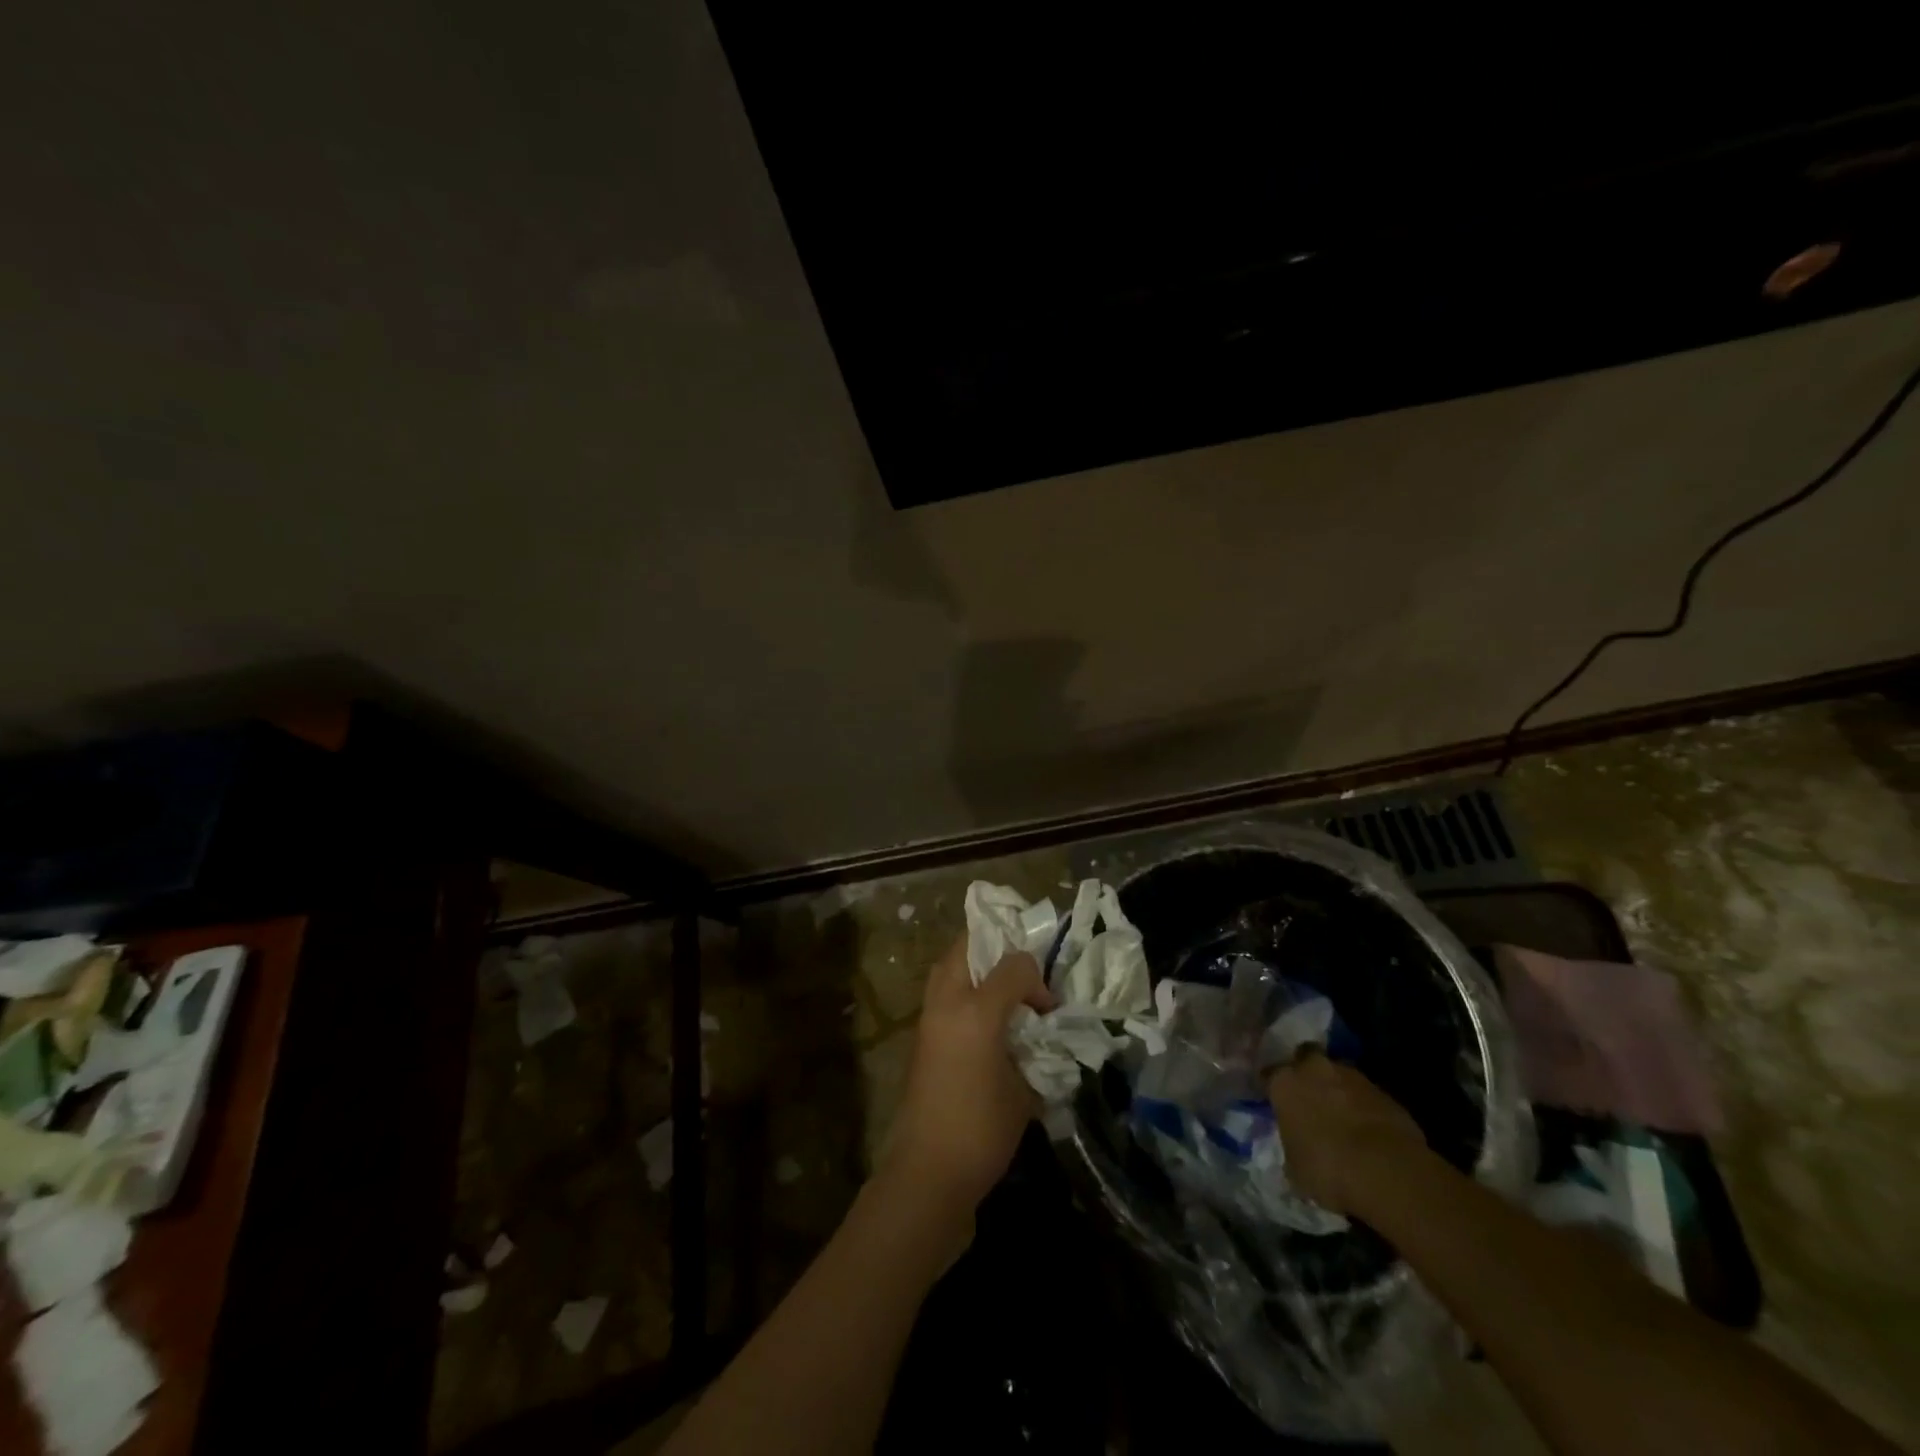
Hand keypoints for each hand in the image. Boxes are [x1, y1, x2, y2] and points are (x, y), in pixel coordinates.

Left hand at [881, 938, 1055, 1210]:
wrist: (928, 1173)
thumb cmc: (983, 1132)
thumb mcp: (1024, 1092)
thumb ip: (1036, 1052)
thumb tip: (1041, 1037)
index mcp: (977, 1011)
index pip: (1013, 965)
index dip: (1036, 980)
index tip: (1047, 1009)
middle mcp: (947, 1003)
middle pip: (967, 947)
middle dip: (996, 952)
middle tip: (1020, 977)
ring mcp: (927, 1018)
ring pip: (948, 967)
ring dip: (975, 968)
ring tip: (1001, 992)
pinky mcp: (919, 1036)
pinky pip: (941, 993)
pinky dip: (962, 991)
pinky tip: (983, 1020)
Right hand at [1266, 1051, 1428, 1215]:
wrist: (1389, 1172)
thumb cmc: (1328, 1168)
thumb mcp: (1295, 1168)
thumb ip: (1292, 1147)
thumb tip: (1297, 1148)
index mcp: (1284, 1083)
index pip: (1269, 1075)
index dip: (1272, 1088)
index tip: (1275, 1101)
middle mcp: (1314, 1069)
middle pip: (1305, 1058)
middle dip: (1307, 1074)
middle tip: (1309, 1097)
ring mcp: (1352, 1077)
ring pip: (1338, 1075)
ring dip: (1337, 1090)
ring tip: (1341, 1118)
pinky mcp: (1384, 1092)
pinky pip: (1365, 1095)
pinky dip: (1363, 1107)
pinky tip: (1367, 1131)